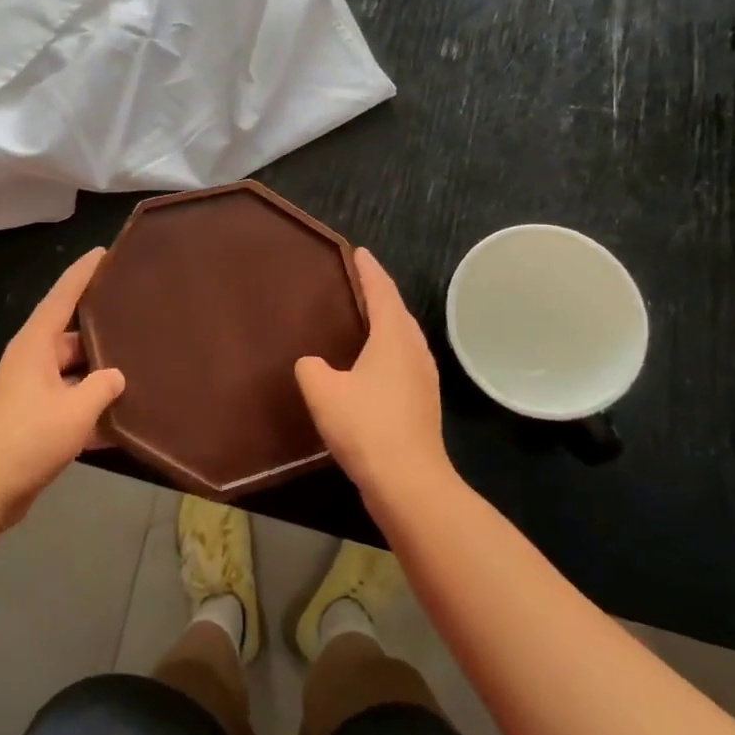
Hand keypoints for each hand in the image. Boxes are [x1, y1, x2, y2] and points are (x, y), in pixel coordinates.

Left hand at [0, 248, 125, 527]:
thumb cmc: (28, 438)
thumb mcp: (76, 411)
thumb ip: (103, 387)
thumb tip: (116, 376)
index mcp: (35, 346)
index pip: (62, 297)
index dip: (83, 273)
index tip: (103, 253)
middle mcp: (29, 361)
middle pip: (71, 337)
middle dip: (102, 333)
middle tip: (137, 322)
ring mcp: (28, 392)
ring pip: (71, 373)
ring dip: (98, 377)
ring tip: (138, 370)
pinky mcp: (30, 420)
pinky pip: (66, 403)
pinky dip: (88, 410)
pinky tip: (119, 423)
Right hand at [295, 247, 452, 510]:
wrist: (408, 483)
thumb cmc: (365, 426)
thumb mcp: (323, 390)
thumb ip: (311, 368)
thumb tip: (313, 364)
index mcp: (394, 338)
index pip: (382, 292)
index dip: (369, 270)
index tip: (359, 252)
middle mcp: (415, 352)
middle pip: (398, 313)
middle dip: (380, 294)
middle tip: (358, 282)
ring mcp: (423, 380)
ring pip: (403, 339)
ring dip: (386, 324)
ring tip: (363, 318)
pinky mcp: (422, 405)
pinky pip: (402, 362)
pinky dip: (387, 351)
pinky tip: (370, 365)